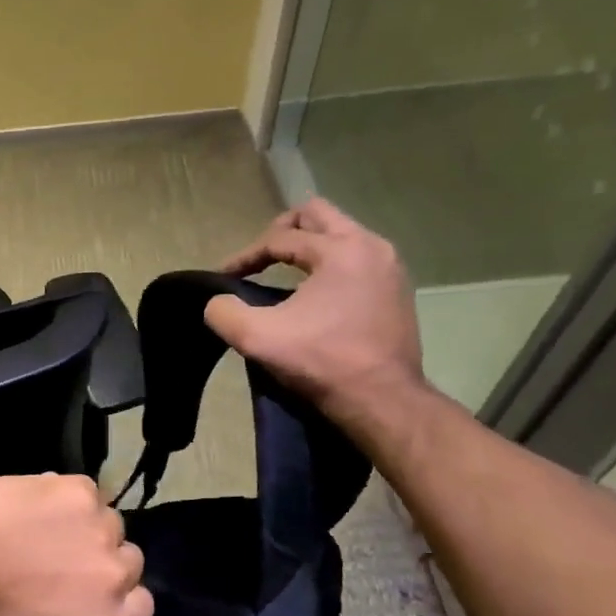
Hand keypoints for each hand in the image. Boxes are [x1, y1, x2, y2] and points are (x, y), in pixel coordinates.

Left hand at [0, 474, 150, 615]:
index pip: (139, 611)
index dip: (112, 606)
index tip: (80, 604)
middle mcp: (115, 569)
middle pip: (125, 564)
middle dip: (99, 568)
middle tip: (56, 570)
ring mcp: (96, 522)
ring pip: (106, 525)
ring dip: (83, 531)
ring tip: (43, 537)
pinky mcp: (73, 487)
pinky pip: (85, 492)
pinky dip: (67, 500)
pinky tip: (37, 509)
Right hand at [206, 199, 425, 424]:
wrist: (382, 400)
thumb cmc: (321, 361)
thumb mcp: (257, 338)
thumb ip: (224, 312)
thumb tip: (218, 303)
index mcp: (340, 249)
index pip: (280, 237)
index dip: (246, 255)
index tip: (225, 277)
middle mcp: (371, 246)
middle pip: (318, 215)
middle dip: (282, 231)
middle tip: (260, 258)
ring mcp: (390, 267)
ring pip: (340, 235)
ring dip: (308, 248)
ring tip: (284, 274)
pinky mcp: (397, 290)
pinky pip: (357, 258)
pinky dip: (330, 266)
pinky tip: (313, 296)